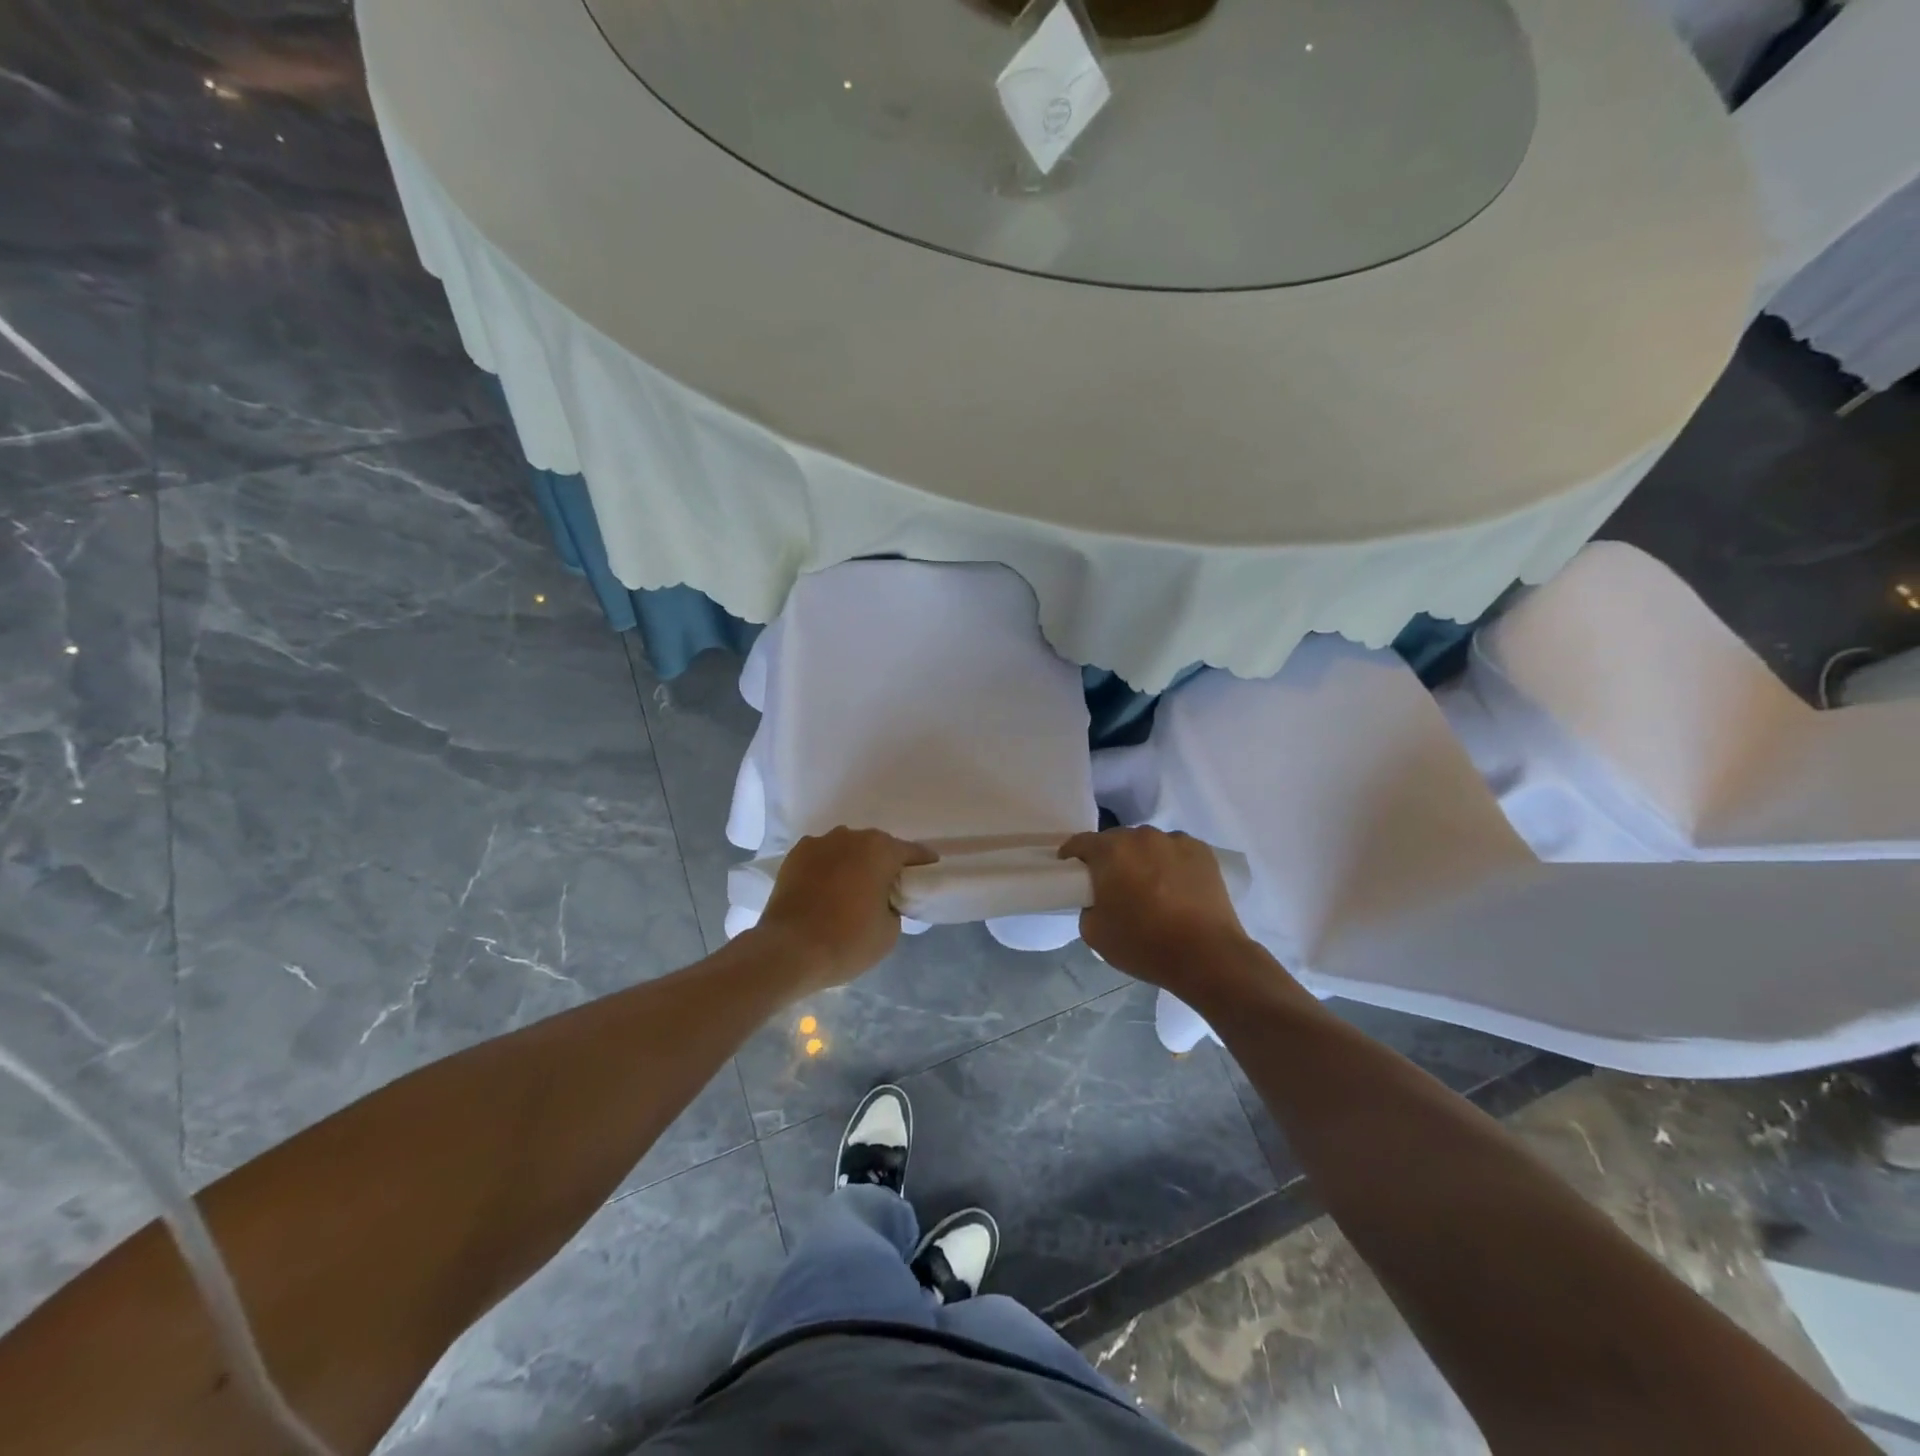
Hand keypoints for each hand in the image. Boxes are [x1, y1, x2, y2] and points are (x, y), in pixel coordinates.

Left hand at [755, 828, 936, 990]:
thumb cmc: (847, 940)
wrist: (788, 950)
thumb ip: (894, 905)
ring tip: (853, 889)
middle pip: (876, 847)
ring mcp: (819, 843)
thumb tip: (883, 899)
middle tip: (888, 887)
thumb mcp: (890, 931)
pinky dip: (828, 869)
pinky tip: (827, 890)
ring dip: (853, 864)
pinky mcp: (794, 856)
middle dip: (884, 863)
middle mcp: (850, 837)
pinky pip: (822, 859)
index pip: (911, 852)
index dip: (922, 863)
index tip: (928, 872)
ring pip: (846, 850)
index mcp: (880, 850)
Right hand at [1060, 828, 1262, 995]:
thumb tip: (1098, 899)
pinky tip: (1176, 888)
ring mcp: (1175, 840)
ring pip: (1148, 844)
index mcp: (1111, 851)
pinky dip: (1170, 863)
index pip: (1080, 842)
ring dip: (1142, 859)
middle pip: (1116, 841)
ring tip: (1150, 887)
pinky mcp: (1202, 851)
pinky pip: (1175, 851)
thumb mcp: (1094, 933)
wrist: (1207, 956)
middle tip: (1113, 885)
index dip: (1072, 856)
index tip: (1071, 871)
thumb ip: (1087, 906)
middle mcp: (1141, 836)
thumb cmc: (1145, 944)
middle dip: (1110, 858)